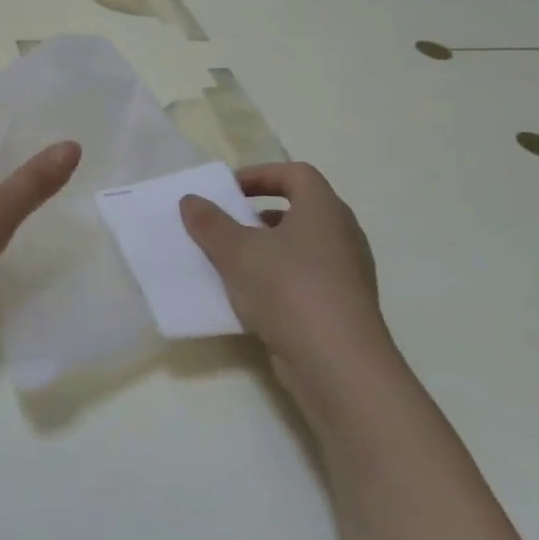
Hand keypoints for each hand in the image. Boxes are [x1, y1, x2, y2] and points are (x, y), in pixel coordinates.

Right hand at [180, 164, 390, 378]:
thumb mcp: (237, 252)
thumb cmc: (289, 290)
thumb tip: (191, 200)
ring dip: (266, 248)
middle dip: (259, 213)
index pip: (296, 173)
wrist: (339, 366)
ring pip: (302, 246)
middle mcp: (342, 234)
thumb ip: (210, 223)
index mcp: (324, 209)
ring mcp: (347, 272)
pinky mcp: (343, 306)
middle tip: (227, 224)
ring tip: (232, 262)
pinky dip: (278, 278)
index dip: (260, 174)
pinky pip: (306, 278)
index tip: (228, 190)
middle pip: (300, 208)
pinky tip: (250, 298)